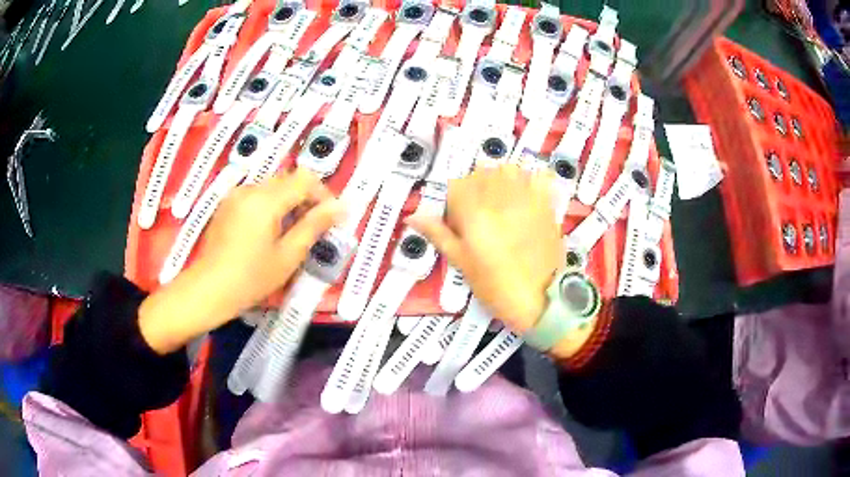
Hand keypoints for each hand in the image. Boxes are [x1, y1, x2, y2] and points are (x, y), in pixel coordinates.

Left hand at [139, 169, 343, 353]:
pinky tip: (267, 234)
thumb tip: (342, 207)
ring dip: (288, 203)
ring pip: (272, 187)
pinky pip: (256, 196)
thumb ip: (314, 226)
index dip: (323, 194)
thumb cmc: (251, 279)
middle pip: (288, 180)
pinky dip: (270, 206)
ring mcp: (235, 195)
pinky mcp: (226, 205)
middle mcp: (250, 188)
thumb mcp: (288, 256)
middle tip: (313, 229)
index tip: (330, 219)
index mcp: (266, 199)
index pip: (305, 179)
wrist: (207, 290)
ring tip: (290, 233)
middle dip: (306, 198)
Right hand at [407, 164, 560, 332]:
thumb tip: (411, 216)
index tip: (459, 220)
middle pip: (481, 172)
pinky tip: (526, 195)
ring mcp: (526, 198)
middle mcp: (499, 197)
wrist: (539, 298)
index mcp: (474, 213)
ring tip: (502, 201)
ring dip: (500, 178)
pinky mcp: (546, 204)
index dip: (455, 200)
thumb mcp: (461, 262)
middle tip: (481, 213)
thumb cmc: (495, 286)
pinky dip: (529, 179)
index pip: (457, 185)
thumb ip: (438, 233)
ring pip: (508, 169)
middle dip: (476, 187)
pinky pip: (537, 177)